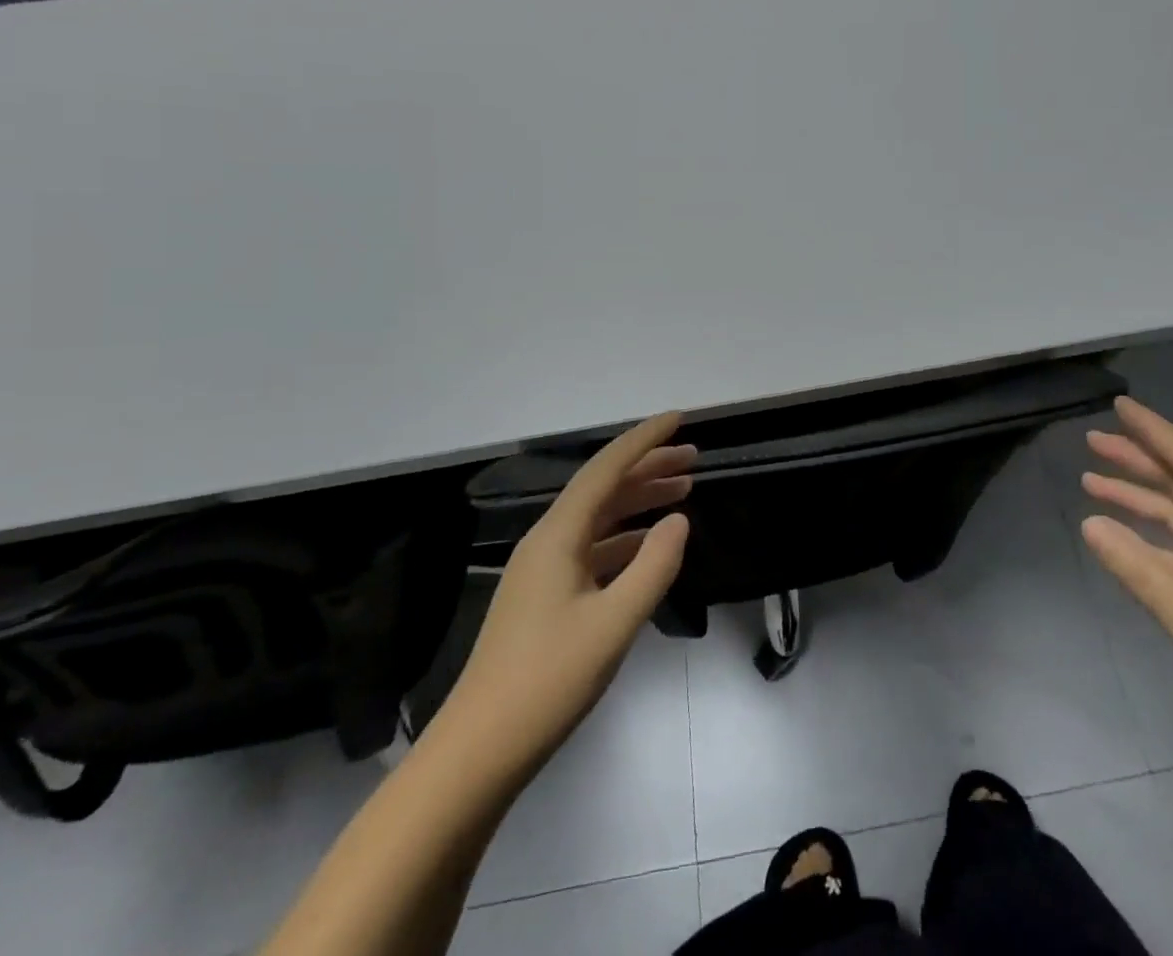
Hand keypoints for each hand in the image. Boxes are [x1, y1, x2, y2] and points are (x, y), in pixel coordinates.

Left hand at [434, 414, 693, 786]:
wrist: (478, 752)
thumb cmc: (547, 682)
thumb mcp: (614, 624)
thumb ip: (653, 567)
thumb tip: (679, 520)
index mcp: (558, 536)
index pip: (606, 469)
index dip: (644, 440)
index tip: (679, 419)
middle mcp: (548, 541)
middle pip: (603, 488)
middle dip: (648, 467)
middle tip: (693, 458)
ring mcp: (544, 570)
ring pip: (599, 518)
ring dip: (639, 501)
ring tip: (683, 491)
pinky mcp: (546, 598)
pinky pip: (593, 548)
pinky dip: (626, 537)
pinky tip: (650, 544)